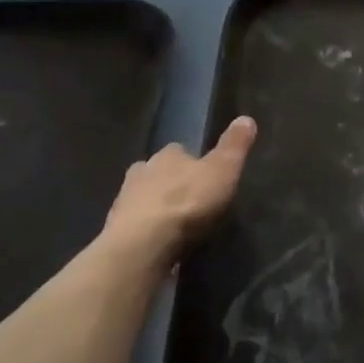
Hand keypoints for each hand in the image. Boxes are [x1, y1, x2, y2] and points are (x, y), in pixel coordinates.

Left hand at [103, 116, 256, 257]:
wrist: (143, 244)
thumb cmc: (188, 202)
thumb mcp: (223, 170)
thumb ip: (234, 146)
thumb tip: (246, 118)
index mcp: (168, 154)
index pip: (180, 151)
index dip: (192, 161)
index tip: (204, 175)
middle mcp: (142, 170)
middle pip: (158, 172)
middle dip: (171, 183)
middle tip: (190, 201)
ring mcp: (124, 201)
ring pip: (143, 197)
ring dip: (156, 206)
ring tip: (175, 224)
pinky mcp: (116, 229)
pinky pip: (135, 224)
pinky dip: (146, 229)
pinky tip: (158, 242)